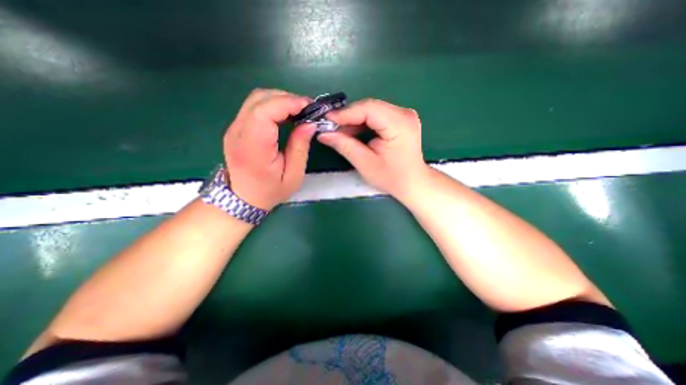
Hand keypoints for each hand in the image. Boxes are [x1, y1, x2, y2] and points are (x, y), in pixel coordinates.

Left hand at [225, 89, 317, 209]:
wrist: (242, 198)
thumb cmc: (270, 191)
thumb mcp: (293, 175)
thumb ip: (300, 147)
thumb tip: (310, 123)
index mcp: (253, 146)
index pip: (265, 110)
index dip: (288, 102)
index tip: (309, 107)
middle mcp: (238, 132)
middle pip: (260, 99)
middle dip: (287, 98)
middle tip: (306, 109)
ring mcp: (233, 128)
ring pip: (256, 99)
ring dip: (279, 100)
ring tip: (298, 112)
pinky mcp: (235, 128)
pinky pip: (253, 107)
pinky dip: (272, 106)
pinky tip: (285, 116)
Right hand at [317, 100, 426, 201]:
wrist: (413, 183)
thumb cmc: (392, 177)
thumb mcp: (365, 164)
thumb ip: (345, 146)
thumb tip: (323, 134)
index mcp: (399, 124)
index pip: (368, 109)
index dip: (345, 113)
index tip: (326, 119)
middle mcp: (404, 113)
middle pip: (370, 107)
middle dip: (348, 117)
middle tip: (331, 127)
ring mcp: (404, 115)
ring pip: (372, 110)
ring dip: (354, 120)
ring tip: (339, 132)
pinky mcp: (401, 119)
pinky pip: (377, 116)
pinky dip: (363, 123)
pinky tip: (353, 132)